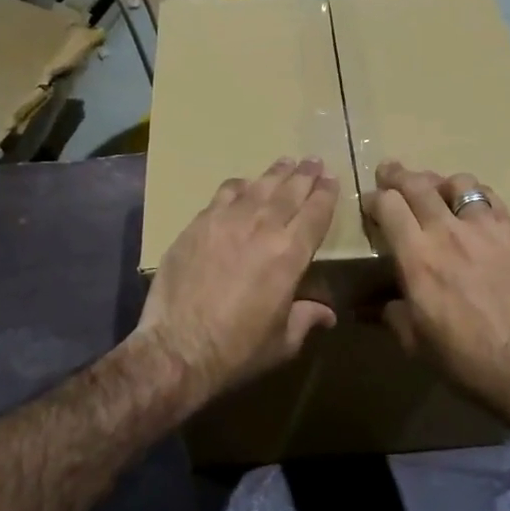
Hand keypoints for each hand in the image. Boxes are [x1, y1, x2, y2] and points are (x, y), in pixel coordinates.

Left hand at [138, 157, 339, 400]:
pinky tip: (243, 185)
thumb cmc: (238, 350)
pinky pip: (224, 194)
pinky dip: (239, 186)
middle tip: (314, 161)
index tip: (332, 179)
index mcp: (290, 254)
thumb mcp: (283, 341)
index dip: (326, 194)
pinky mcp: (198, 225)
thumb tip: (327, 313)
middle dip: (305, 175)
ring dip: (275, 174)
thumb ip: (306, 318)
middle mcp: (262, 228)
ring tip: (286, 163)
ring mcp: (226, 222)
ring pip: (258, 187)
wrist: (178, 348)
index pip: (315, 213)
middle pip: (289, 192)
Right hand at [364, 161, 509, 417]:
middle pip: (417, 185)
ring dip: (439, 181)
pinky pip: (490, 198)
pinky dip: (475, 194)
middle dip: (398, 175)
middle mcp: (447, 232)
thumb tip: (363, 308)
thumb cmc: (462, 357)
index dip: (374, 198)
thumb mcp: (413, 340)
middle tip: (389, 171)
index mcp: (416, 257)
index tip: (369, 202)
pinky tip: (472, 204)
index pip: (388, 206)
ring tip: (435, 188)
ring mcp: (484, 229)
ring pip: (457, 182)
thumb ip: (388, 313)